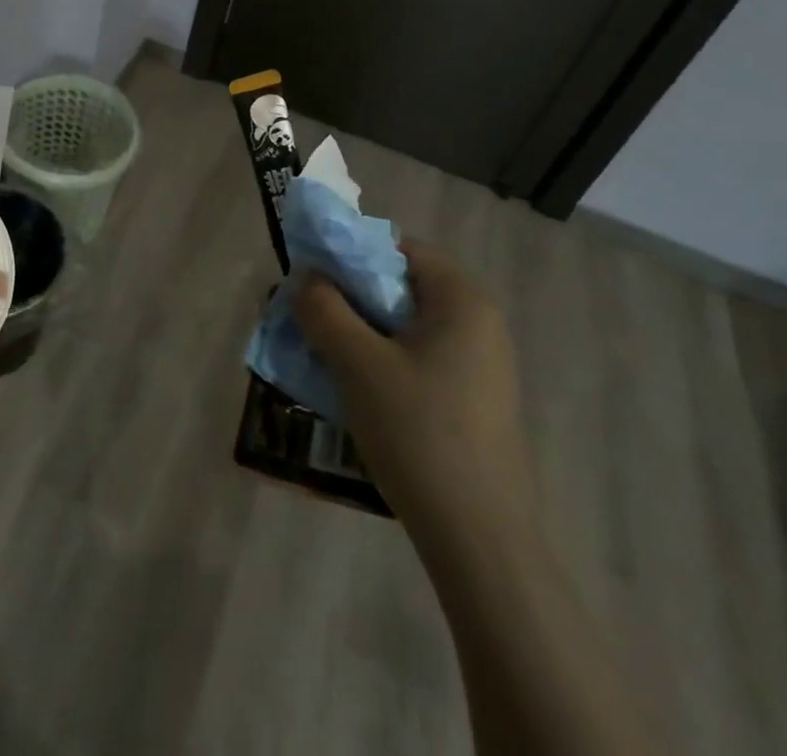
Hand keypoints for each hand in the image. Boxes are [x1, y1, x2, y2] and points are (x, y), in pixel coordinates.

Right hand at [294, 240, 533, 553]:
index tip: (311, 276)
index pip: (397, 246)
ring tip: (322, 352)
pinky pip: (417, 357)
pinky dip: (382, 359)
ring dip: (360, 330)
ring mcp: (480, 363)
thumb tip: (307, 279)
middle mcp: (478, 321)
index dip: (349, 252)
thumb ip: (324, 310)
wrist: (479, 540)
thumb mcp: (358, 364)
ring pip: (405, 325)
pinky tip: (354, 388)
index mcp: (461, 299)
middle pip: (401, 285)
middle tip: (308, 316)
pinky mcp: (473, 399)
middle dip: (349, 295)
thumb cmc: (419, 433)